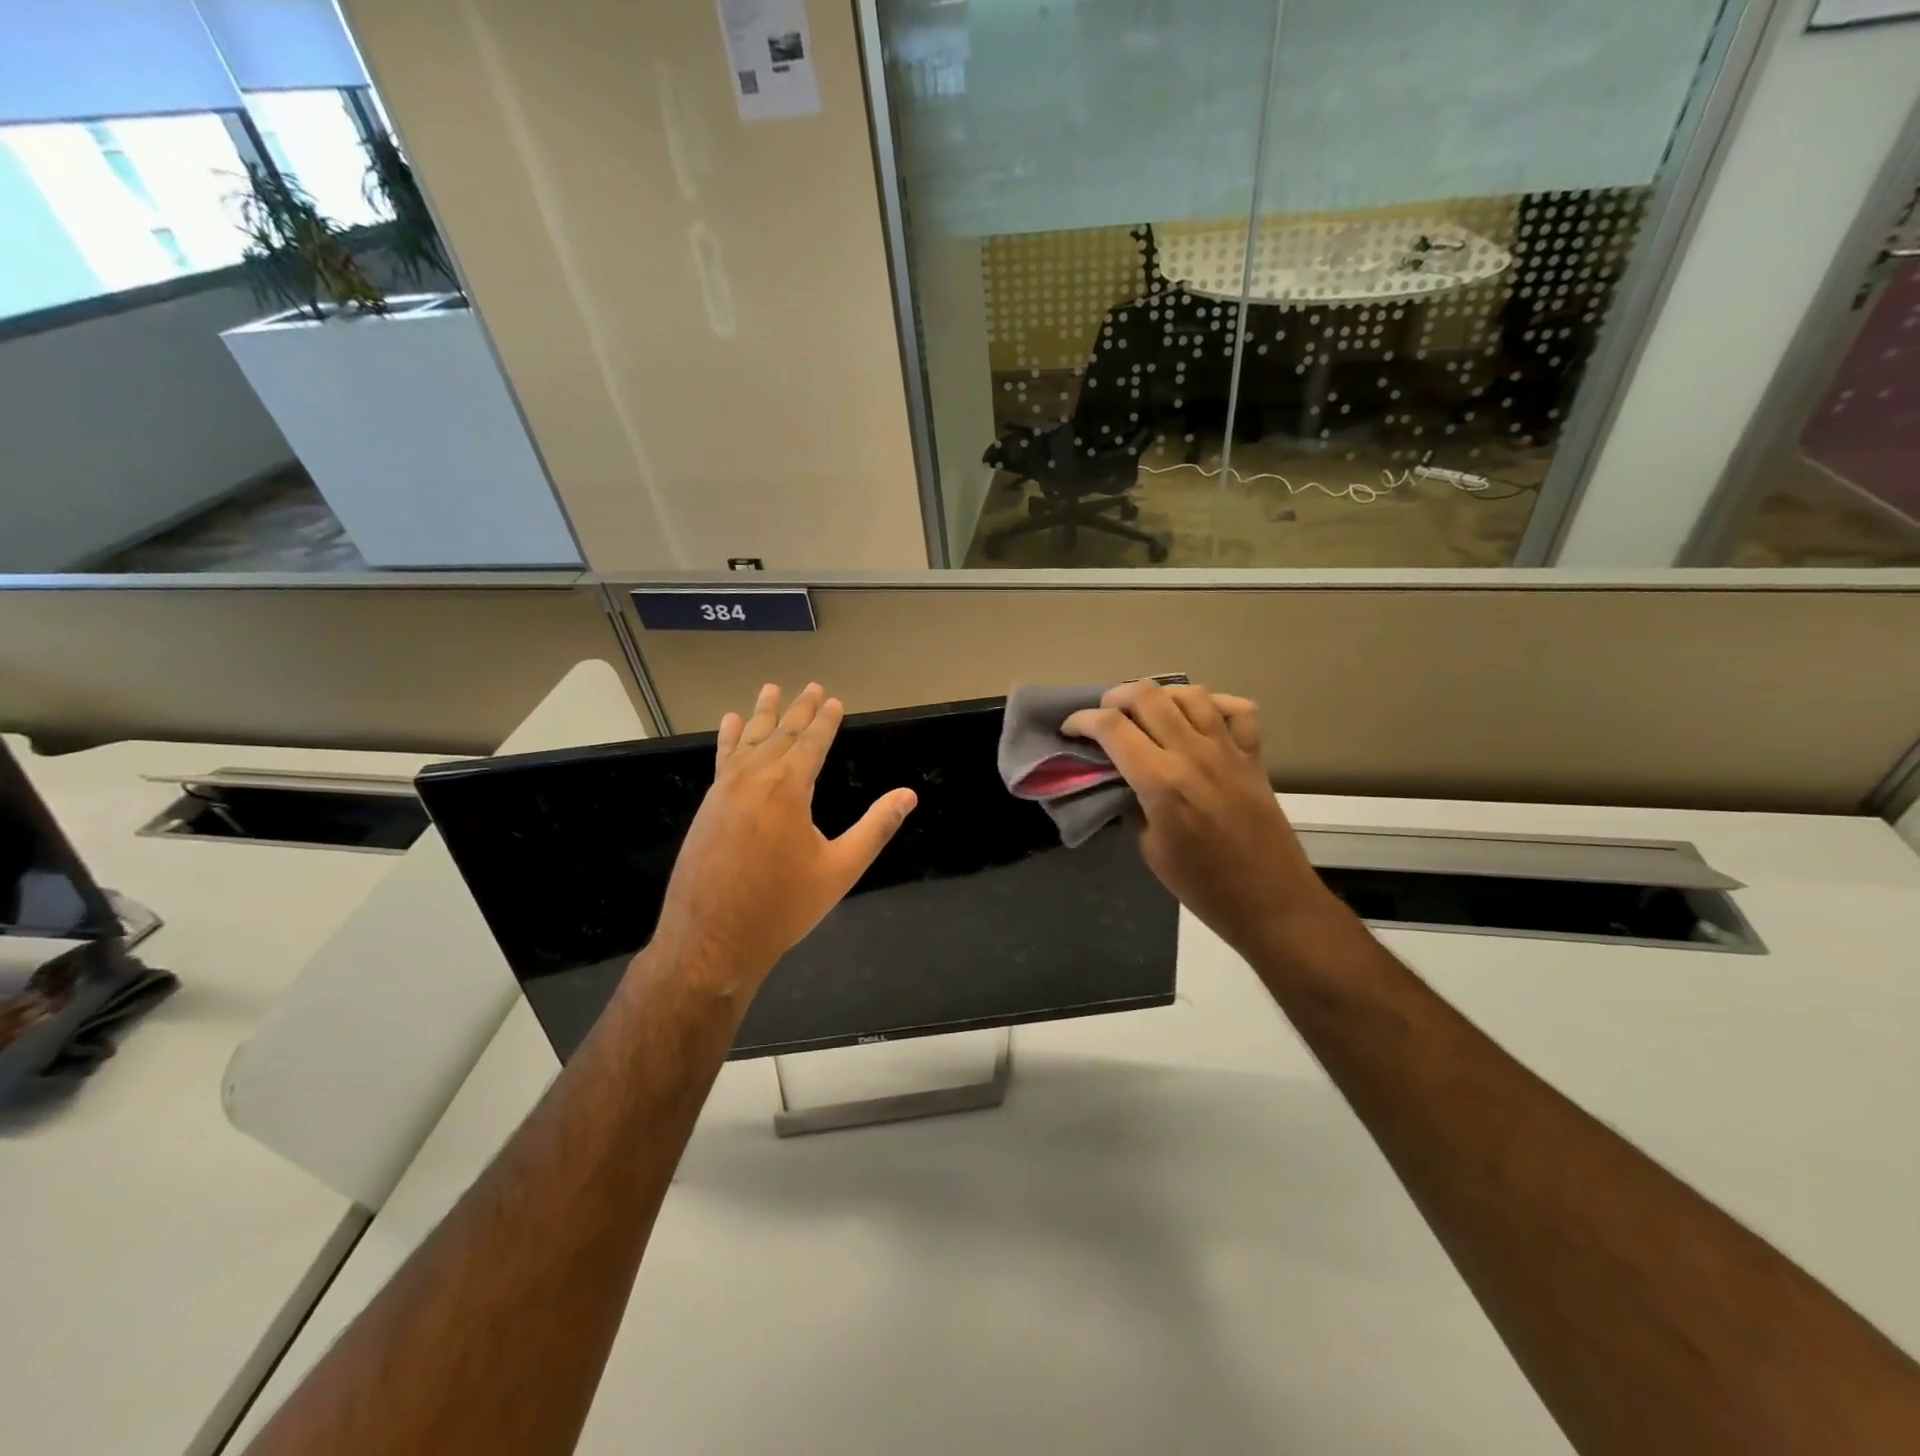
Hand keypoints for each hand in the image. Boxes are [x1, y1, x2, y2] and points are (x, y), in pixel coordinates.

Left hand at [646, 683, 916, 990]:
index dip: (826, 721)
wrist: (712, 940)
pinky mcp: (708, 805)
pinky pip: (722, 758)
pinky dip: (729, 737)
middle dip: (799, 710)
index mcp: (789, 789)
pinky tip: (730, 723)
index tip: (834, 699)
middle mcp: (754, 778)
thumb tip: (908, 795)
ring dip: (763, 714)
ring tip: (771, 689)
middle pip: (781, 734)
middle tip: (812, 686)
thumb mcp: (840, 870)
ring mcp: (725, 789)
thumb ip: (875, 828)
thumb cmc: (782, 907)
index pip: (812, 743)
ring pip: (749, 740)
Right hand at [1063, 680, 1335, 957]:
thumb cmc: (1202, 886)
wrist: (1270, 901)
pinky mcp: (1254, 755)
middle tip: (1104, 716)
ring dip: (1160, 695)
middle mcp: (1193, 753)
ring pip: (1190, 693)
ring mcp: (1228, 749)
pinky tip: (1198, 718)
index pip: (1111, 727)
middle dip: (1115, 698)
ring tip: (1147, 712)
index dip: (1082, 720)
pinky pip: (1237, 709)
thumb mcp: (1149, 848)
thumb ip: (1131, 803)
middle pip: (1147, 696)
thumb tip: (1121, 778)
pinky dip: (1213, 704)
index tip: (1070, 729)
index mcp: (1161, 782)